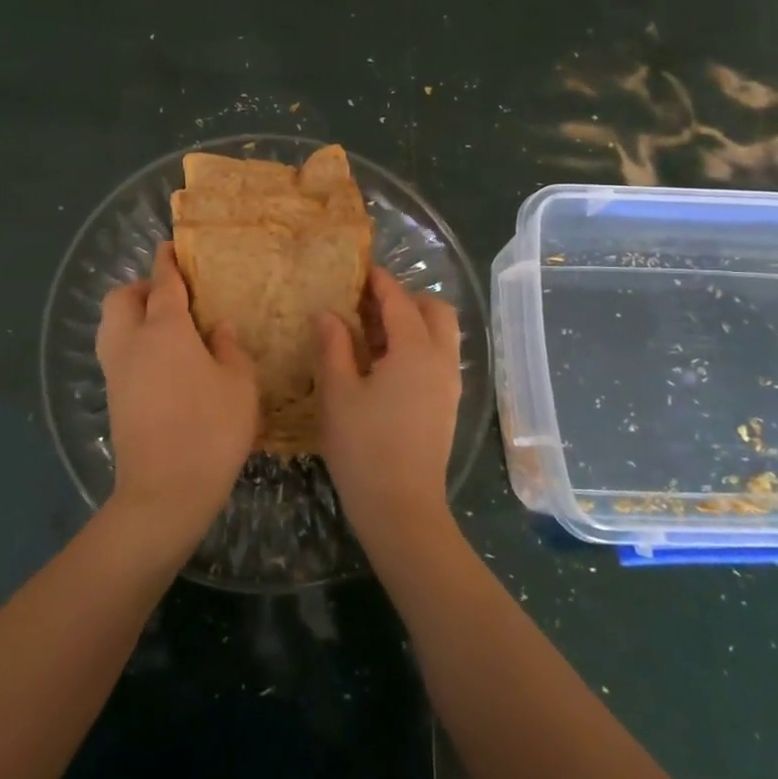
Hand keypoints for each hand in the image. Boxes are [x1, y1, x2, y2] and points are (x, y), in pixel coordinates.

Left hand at [95, 242, 258, 561]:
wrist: (164, 492)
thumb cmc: (211, 429)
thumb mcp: (239, 385)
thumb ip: (230, 349)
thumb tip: (219, 330)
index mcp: (165, 329)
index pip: (163, 282)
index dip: (167, 262)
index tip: (170, 247)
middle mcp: (132, 342)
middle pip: (122, 298)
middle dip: (141, 288)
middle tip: (172, 298)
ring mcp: (116, 371)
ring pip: (111, 325)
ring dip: (131, 316)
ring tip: (166, 330)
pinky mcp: (112, 398)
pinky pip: (116, 353)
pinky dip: (131, 344)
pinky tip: (161, 364)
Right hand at [315, 267, 462, 555]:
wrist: (402, 508)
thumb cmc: (363, 447)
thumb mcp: (338, 393)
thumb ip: (333, 346)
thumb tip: (328, 314)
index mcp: (415, 351)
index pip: (399, 301)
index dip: (379, 282)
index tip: (360, 270)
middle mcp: (441, 360)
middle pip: (435, 310)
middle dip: (407, 298)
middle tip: (369, 304)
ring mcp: (449, 385)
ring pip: (441, 334)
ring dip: (414, 322)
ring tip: (372, 333)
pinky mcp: (447, 405)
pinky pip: (439, 357)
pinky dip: (418, 345)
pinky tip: (385, 364)